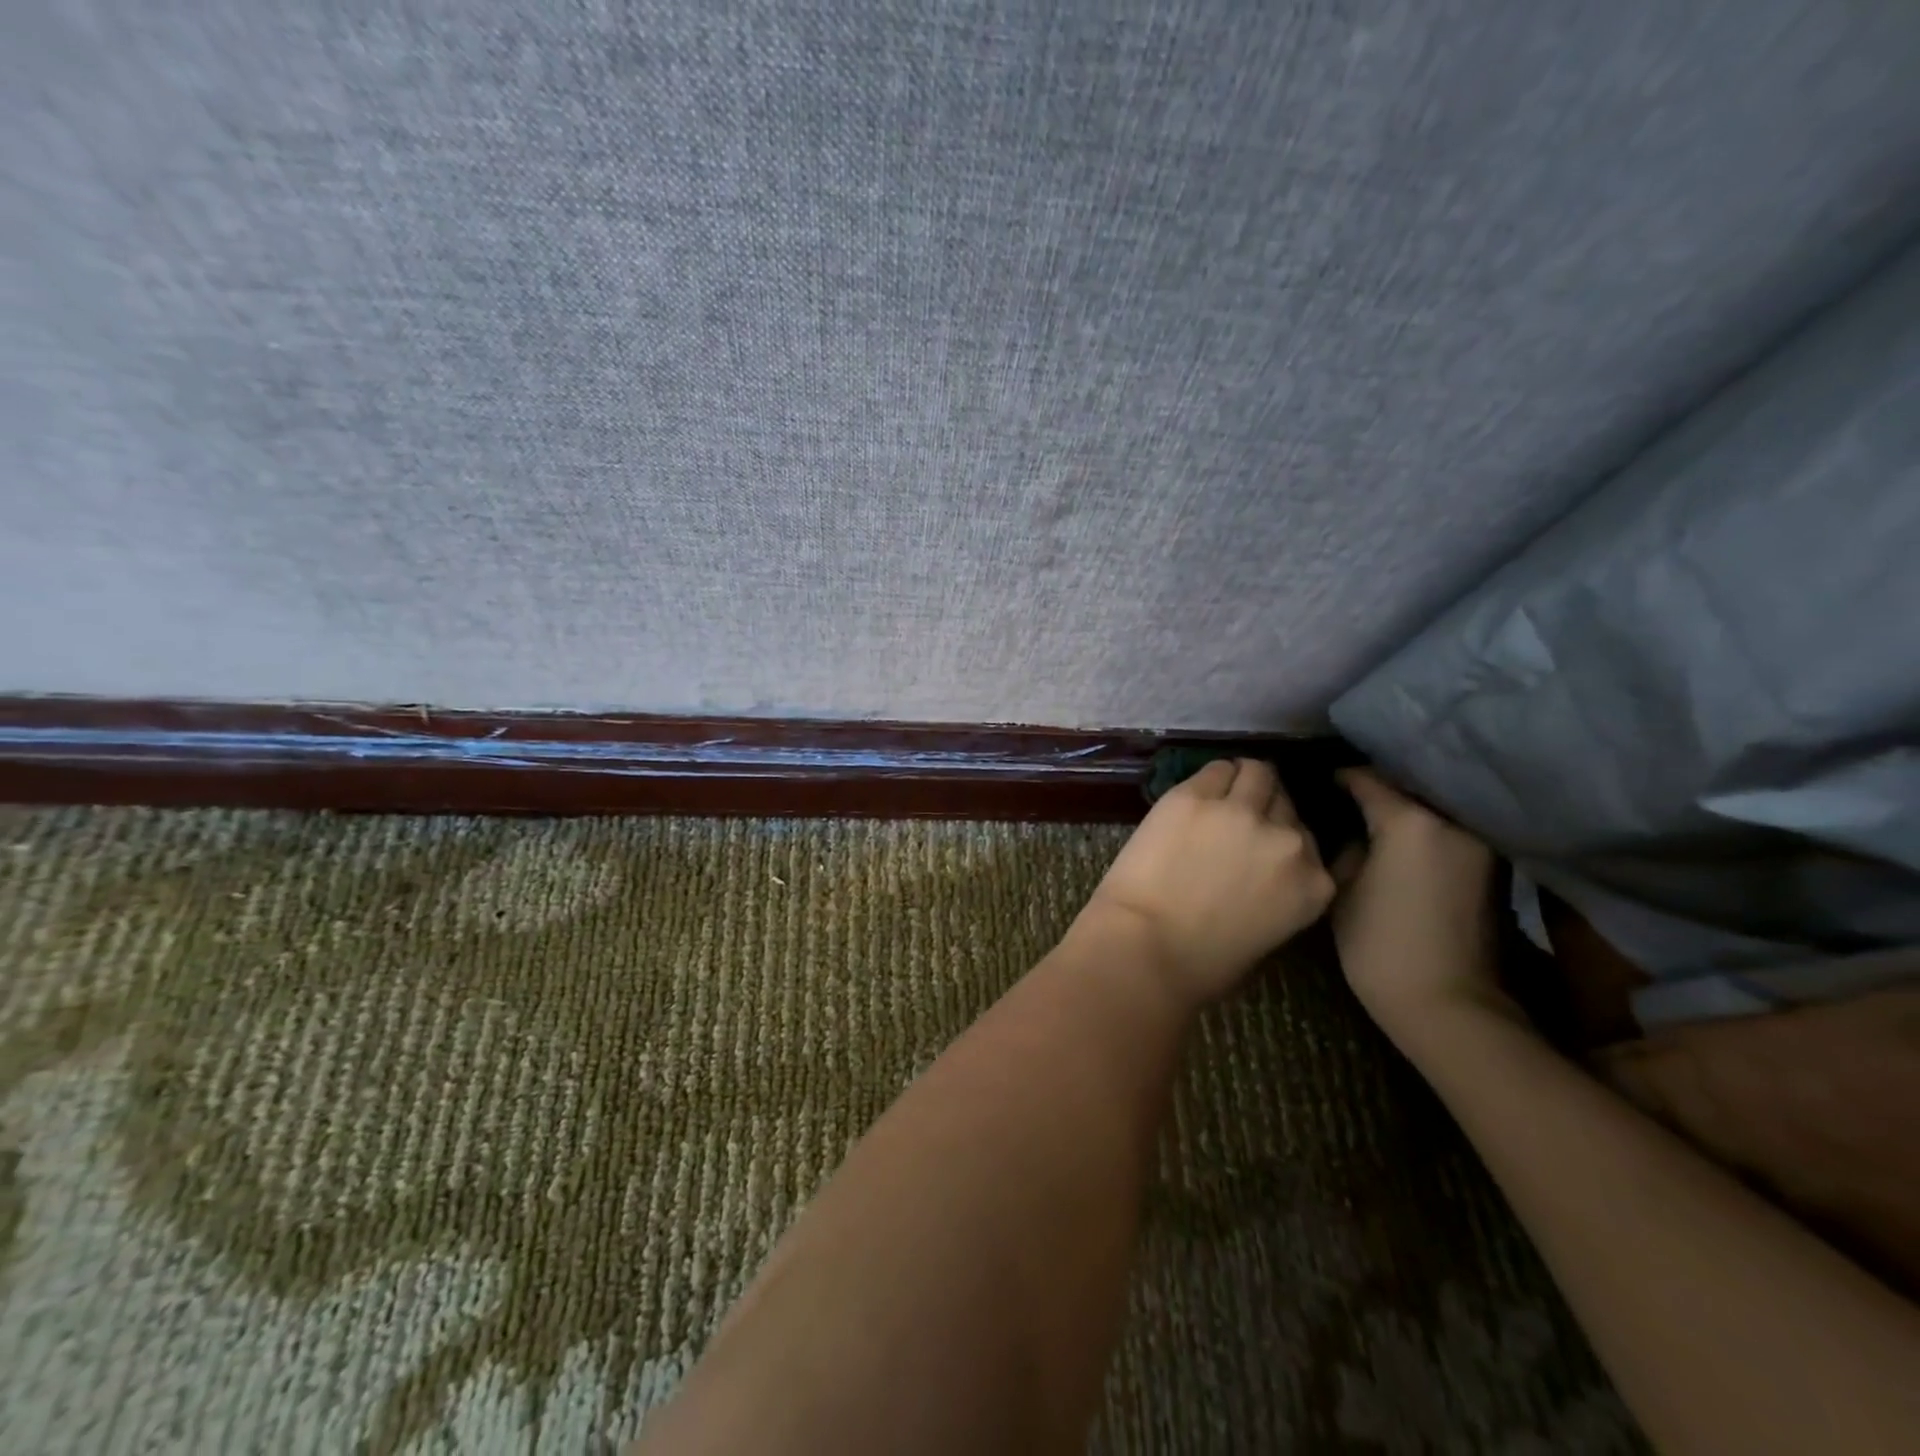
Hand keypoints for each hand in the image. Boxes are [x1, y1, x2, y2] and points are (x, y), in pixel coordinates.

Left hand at [1081, 759, 1335, 1005]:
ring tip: (1217, 795)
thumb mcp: (1267, 932)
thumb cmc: (1201, 962)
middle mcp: (1288, 840)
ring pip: (1256, 772)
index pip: (1308, 837)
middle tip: (1235, 818)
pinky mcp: (1195, 795)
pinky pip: (1214, 769)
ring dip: (1241, 781)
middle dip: (1264, 806)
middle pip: (1284, 801)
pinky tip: (1193, 795)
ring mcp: (1241, 812)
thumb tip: (1261, 868)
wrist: (1145, 946)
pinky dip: (1209, 779)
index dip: (1281, 835)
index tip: (1261, 840)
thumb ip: (1279, 890)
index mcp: (1313, 883)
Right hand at [1331, 770, 1508, 1048]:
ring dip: (1403, 808)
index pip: (1367, 779)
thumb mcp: (1340, 888)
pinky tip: (1399, 842)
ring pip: (1430, 809)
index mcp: (1409, 821)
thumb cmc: (1379, 944)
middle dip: (1375, 788)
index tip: (1318, 780)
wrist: (1447, 1004)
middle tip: (1341, 795)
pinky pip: (1446, 832)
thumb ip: (1346, 846)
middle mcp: (1451, 822)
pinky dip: (1423, 830)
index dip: (1339, 777)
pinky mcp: (1490, 868)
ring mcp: (1478, 845)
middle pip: (1405, 787)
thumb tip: (1351, 830)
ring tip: (1369, 815)